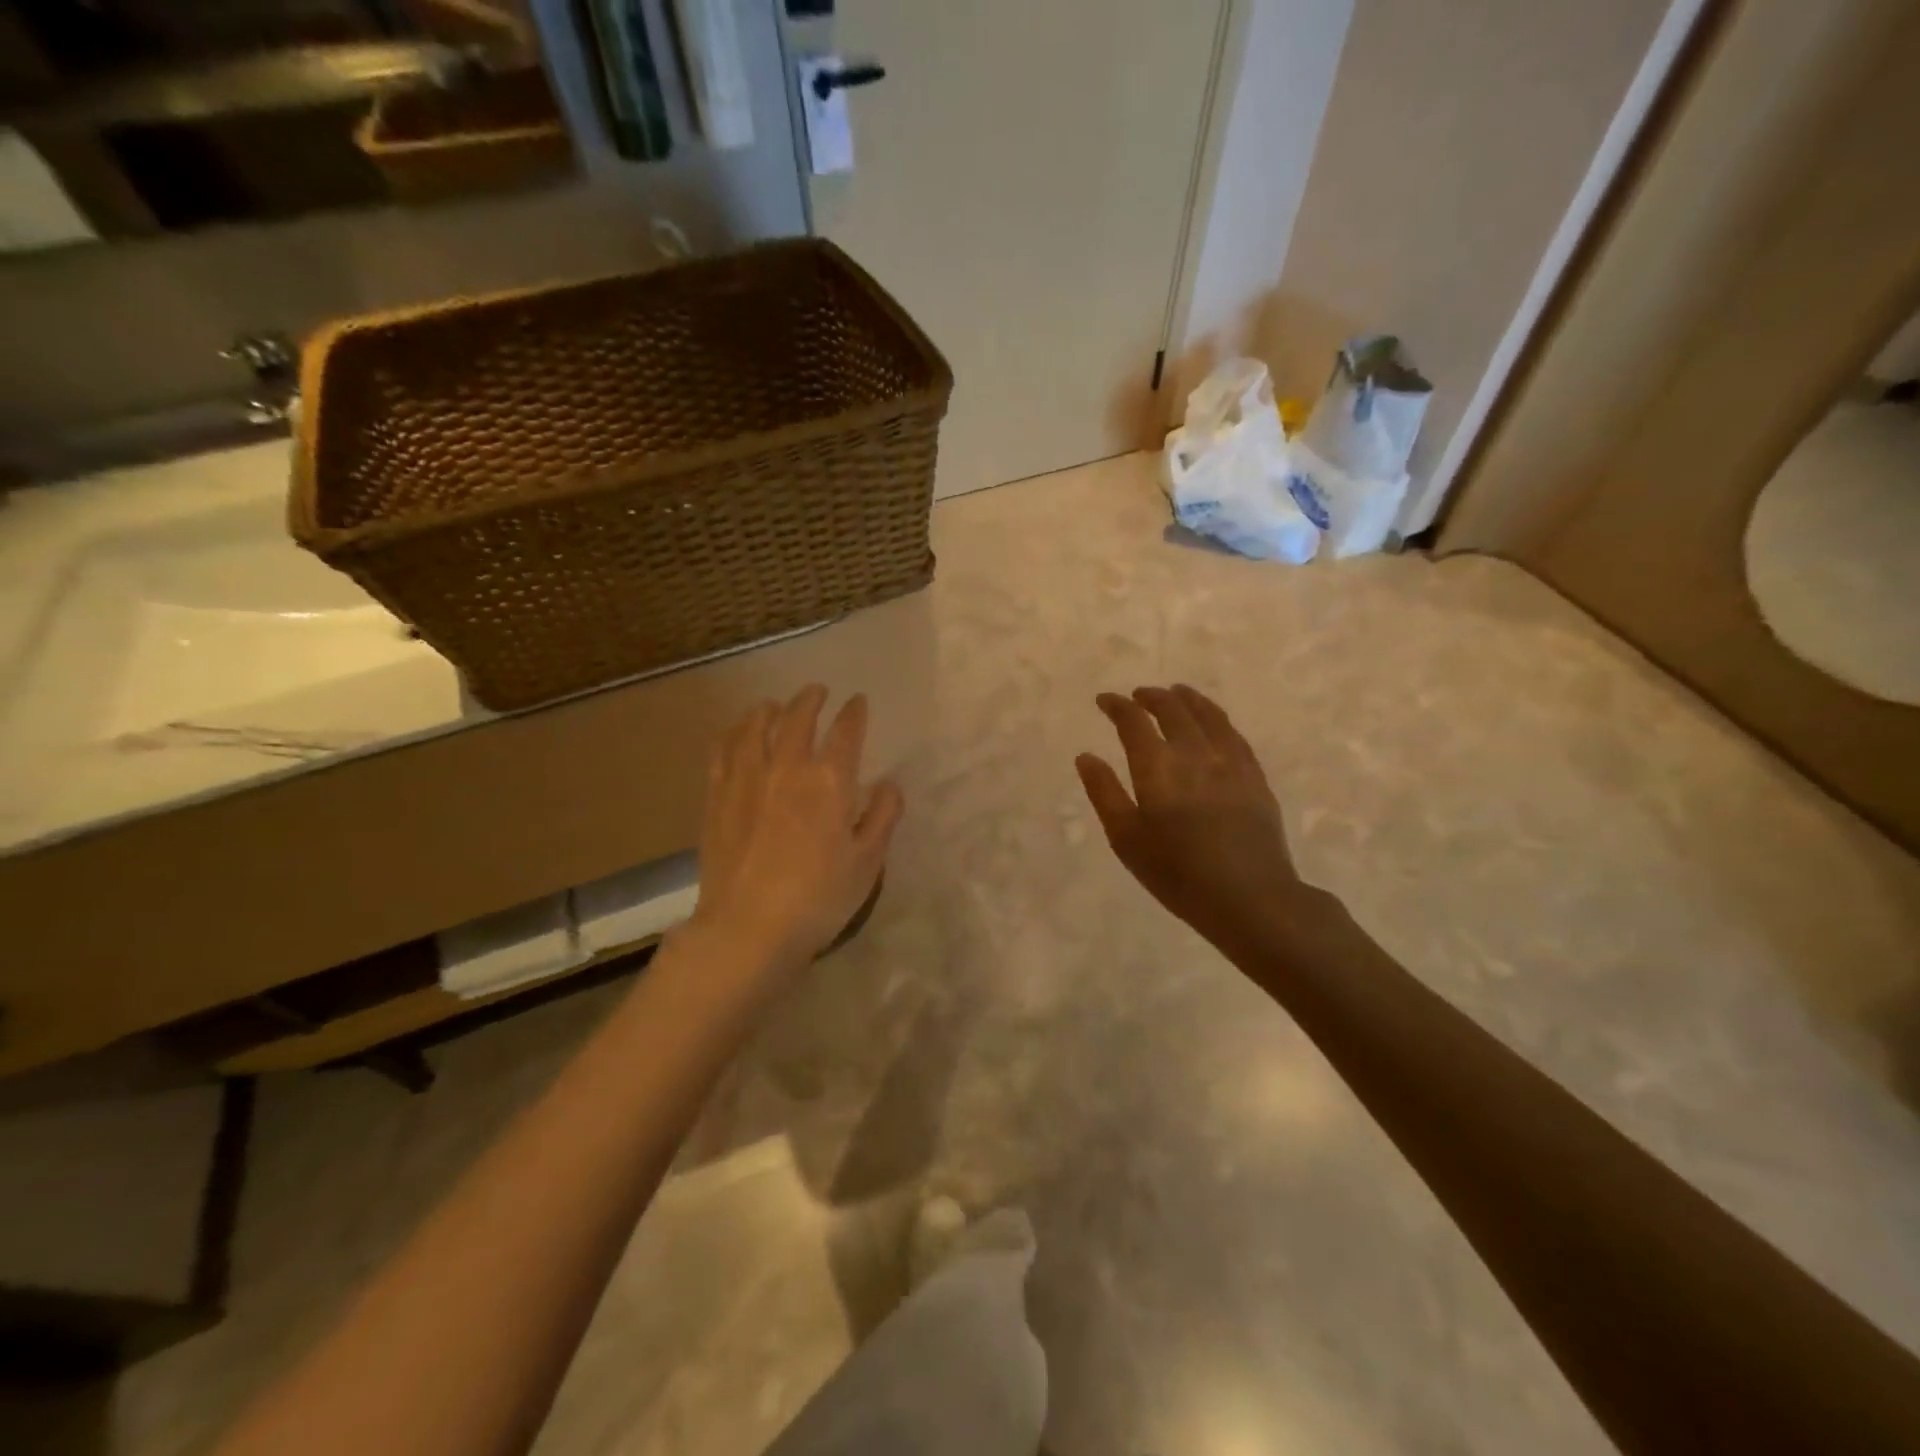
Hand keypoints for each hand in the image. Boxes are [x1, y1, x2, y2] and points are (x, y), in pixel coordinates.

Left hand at [687, 685, 903, 978]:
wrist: (748, 928)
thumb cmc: (818, 899)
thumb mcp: (867, 862)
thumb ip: (883, 817)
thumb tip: (889, 783)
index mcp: (829, 781)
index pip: (846, 731)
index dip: (854, 712)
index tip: (858, 702)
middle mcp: (787, 767)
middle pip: (798, 717)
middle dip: (811, 699)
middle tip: (818, 692)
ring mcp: (746, 778)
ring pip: (756, 726)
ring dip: (770, 709)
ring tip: (775, 705)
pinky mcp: (717, 796)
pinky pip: (723, 749)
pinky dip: (734, 732)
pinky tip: (738, 732)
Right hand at [1076, 684, 1318, 958]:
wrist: (1250, 898)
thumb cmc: (1178, 874)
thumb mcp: (1126, 839)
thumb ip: (1104, 793)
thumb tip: (1086, 756)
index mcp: (1157, 767)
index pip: (1133, 721)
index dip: (1117, 706)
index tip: (1104, 701)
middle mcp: (1194, 753)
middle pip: (1172, 709)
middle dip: (1151, 696)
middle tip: (1138, 696)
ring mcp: (1230, 761)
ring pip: (1207, 715)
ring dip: (1187, 699)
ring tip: (1176, 693)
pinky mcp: (1254, 776)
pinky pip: (1233, 733)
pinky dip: (1216, 718)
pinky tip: (1213, 723)